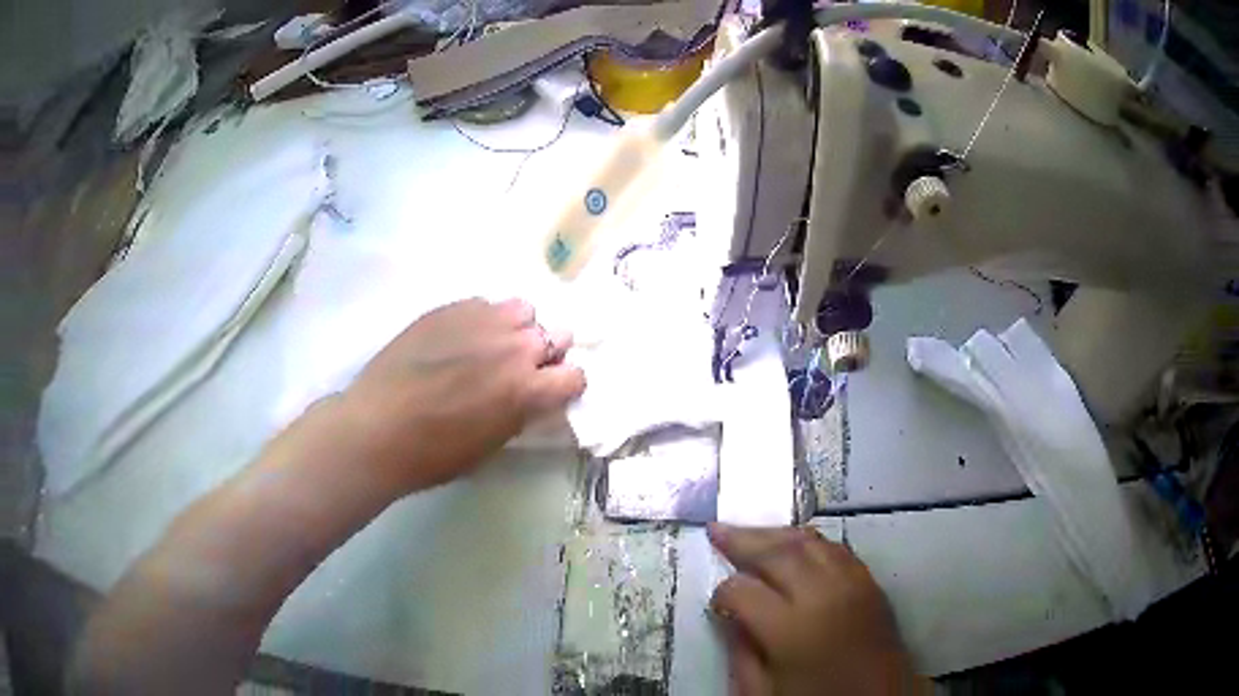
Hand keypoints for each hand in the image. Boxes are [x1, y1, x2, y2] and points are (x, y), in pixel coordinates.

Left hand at [335, 297, 584, 494]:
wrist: (377, 428)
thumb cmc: (433, 454)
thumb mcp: (491, 444)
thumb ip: (521, 411)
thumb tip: (530, 396)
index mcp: (528, 390)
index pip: (576, 375)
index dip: (565, 385)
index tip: (550, 392)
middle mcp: (515, 347)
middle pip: (557, 335)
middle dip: (546, 354)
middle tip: (520, 369)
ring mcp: (482, 321)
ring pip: (523, 309)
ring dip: (517, 329)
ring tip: (492, 345)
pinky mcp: (451, 308)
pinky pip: (485, 304)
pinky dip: (483, 320)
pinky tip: (459, 338)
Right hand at [709, 524, 922, 695]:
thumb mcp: (765, 692)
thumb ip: (742, 655)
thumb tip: (730, 618)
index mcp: (791, 629)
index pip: (743, 591)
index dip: (723, 593)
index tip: (716, 602)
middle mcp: (823, 594)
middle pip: (777, 553)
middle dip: (742, 540)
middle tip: (716, 529)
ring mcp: (852, 583)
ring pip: (808, 542)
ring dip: (775, 534)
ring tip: (750, 533)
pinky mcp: (870, 582)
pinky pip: (836, 549)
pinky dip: (809, 542)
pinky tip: (794, 546)